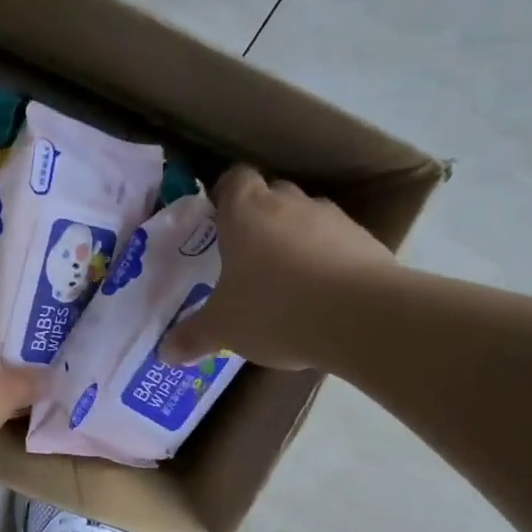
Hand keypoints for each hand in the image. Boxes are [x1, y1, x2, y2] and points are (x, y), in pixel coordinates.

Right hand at [162, 164, 395, 369]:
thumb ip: (193, 336)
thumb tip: (164, 352)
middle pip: (271, 194)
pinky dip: (328, 260)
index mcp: (245, 211)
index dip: (225, 195)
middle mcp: (289, 203)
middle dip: (260, 218)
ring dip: (296, 239)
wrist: (361, 317)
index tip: (218, 221)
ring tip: (287, 280)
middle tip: (246, 255)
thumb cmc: (273, 309)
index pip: (234, 179)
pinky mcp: (366, 241)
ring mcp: (332, 218)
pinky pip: (338, 243)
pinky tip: (321, 295)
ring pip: (306, 218)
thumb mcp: (223, 328)